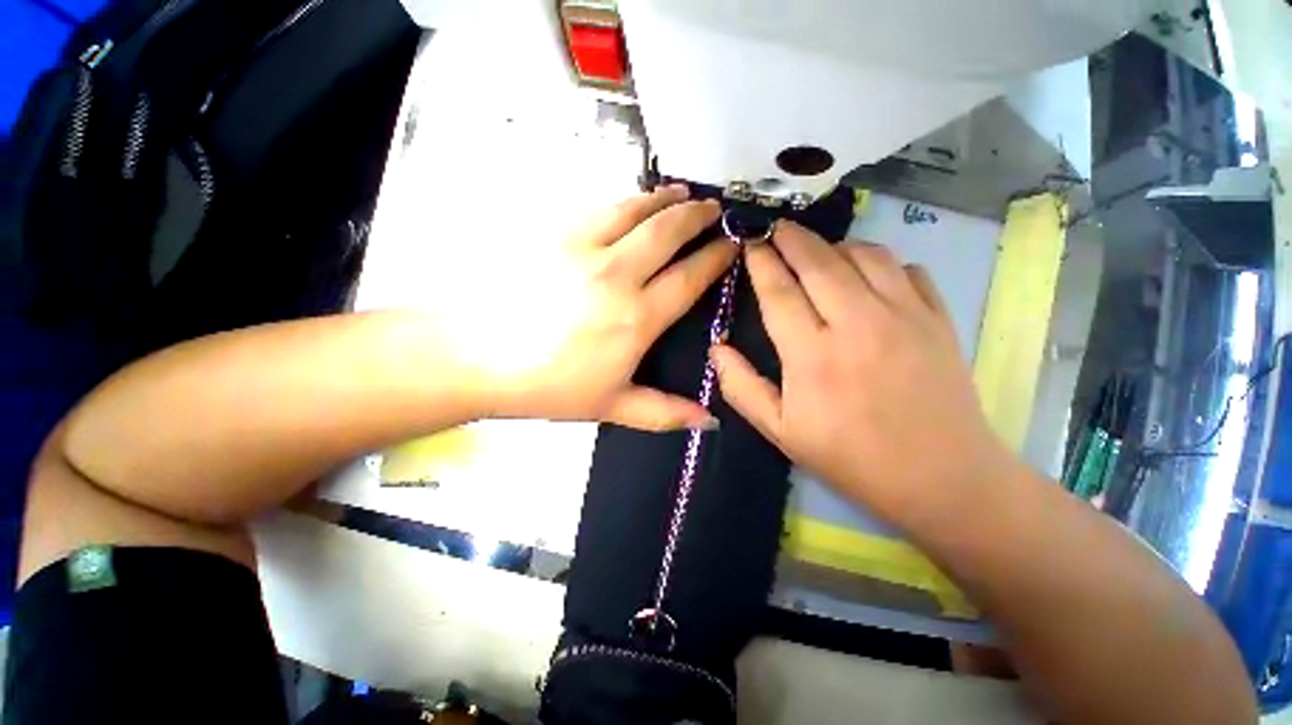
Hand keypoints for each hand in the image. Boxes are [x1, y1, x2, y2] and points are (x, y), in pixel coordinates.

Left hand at [456, 185, 734, 430]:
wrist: (474, 356)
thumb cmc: (547, 386)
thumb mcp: (611, 406)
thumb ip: (664, 412)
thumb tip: (708, 422)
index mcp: (637, 317)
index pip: (690, 277)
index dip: (715, 257)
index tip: (731, 244)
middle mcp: (617, 274)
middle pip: (668, 232)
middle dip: (698, 216)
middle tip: (714, 208)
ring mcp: (583, 247)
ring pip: (635, 210)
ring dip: (664, 199)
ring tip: (682, 192)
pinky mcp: (553, 233)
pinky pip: (598, 209)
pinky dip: (624, 201)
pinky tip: (632, 201)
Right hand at [711, 221, 1015, 527]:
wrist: (940, 477)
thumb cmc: (850, 457)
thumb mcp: (780, 431)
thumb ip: (741, 387)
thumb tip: (716, 348)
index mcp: (813, 355)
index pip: (779, 291)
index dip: (761, 262)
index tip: (749, 242)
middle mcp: (857, 324)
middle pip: (819, 261)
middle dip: (791, 238)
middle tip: (775, 229)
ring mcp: (904, 315)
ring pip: (864, 254)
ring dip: (834, 245)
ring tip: (816, 252)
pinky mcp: (938, 318)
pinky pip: (906, 268)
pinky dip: (879, 261)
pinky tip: (866, 274)